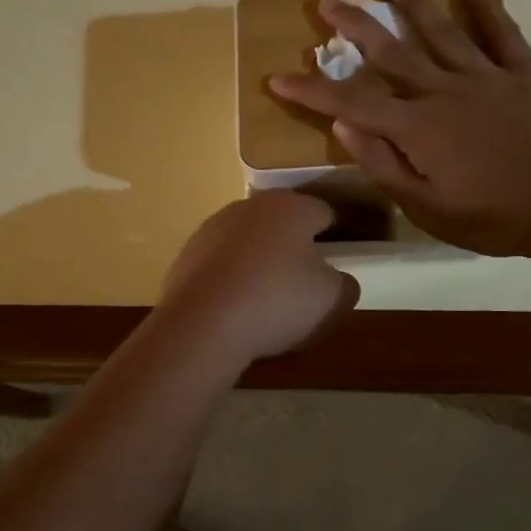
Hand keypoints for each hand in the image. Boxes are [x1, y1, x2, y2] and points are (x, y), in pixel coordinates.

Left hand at [156, 190, 359, 365]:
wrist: (201, 323)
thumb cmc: (277, 301)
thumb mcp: (333, 299)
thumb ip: (345, 284)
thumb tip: (339, 280)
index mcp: (291, 207)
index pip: (324, 213)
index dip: (336, 235)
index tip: (341, 260)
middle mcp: (250, 206)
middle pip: (282, 224)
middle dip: (294, 247)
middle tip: (304, 283)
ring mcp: (212, 228)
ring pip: (248, 242)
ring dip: (259, 262)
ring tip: (266, 301)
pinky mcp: (186, 254)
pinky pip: (220, 265)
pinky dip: (230, 280)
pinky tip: (234, 309)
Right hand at [268, 0, 530, 257]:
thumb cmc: (493, 216)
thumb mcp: (426, 207)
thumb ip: (383, 164)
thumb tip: (342, 126)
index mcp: (416, 128)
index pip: (350, 102)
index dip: (311, 89)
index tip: (278, 76)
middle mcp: (442, 91)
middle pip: (390, 52)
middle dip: (355, 26)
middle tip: (328, 2)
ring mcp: (484, 76)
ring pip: (440, 31)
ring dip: (410, 4)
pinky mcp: (523, 72)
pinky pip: (501, 31)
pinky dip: (486, 3)